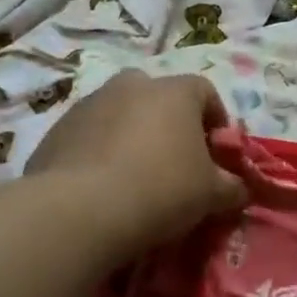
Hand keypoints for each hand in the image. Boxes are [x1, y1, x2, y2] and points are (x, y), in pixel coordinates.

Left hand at [27, 71, 246, 250]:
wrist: (78, 212)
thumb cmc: (161, 190)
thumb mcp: (211, 194)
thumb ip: (232, 187)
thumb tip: (240, 189)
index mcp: (175, 91)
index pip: (206, 92)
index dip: (216, 121)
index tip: (217, 153)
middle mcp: (133, 85)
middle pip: (159, 97)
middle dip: (169, 123)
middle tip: (174, 162)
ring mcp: (90, 104)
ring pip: (120, 113)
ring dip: (131, 136)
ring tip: (134, 177)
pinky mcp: (56, 130)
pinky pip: (89, 136)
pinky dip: (99, 152)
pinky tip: (102, 187)